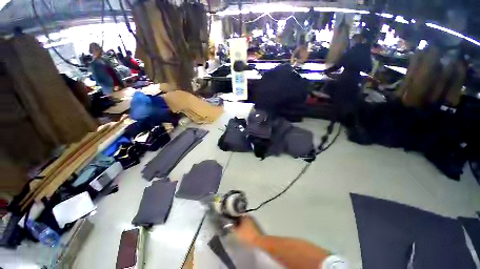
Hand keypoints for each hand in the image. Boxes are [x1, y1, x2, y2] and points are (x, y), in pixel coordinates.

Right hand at [232, 215, 262, 247]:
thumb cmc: (247, 235)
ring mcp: (253, 220)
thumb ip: (233, 227)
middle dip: (238, 222)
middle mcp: (249, 216)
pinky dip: (246, 228)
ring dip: (242, 225)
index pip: (237, 215)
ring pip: (245, 222)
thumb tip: (230, 224)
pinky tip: (244, 233)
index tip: (230, 223)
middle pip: (241, 218)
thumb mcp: (237, 232)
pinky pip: (249, 225)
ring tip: (239, 231)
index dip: (233, 219)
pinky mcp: (256, 226)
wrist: (259, 241)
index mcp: (244, 216)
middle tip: (234, 228)